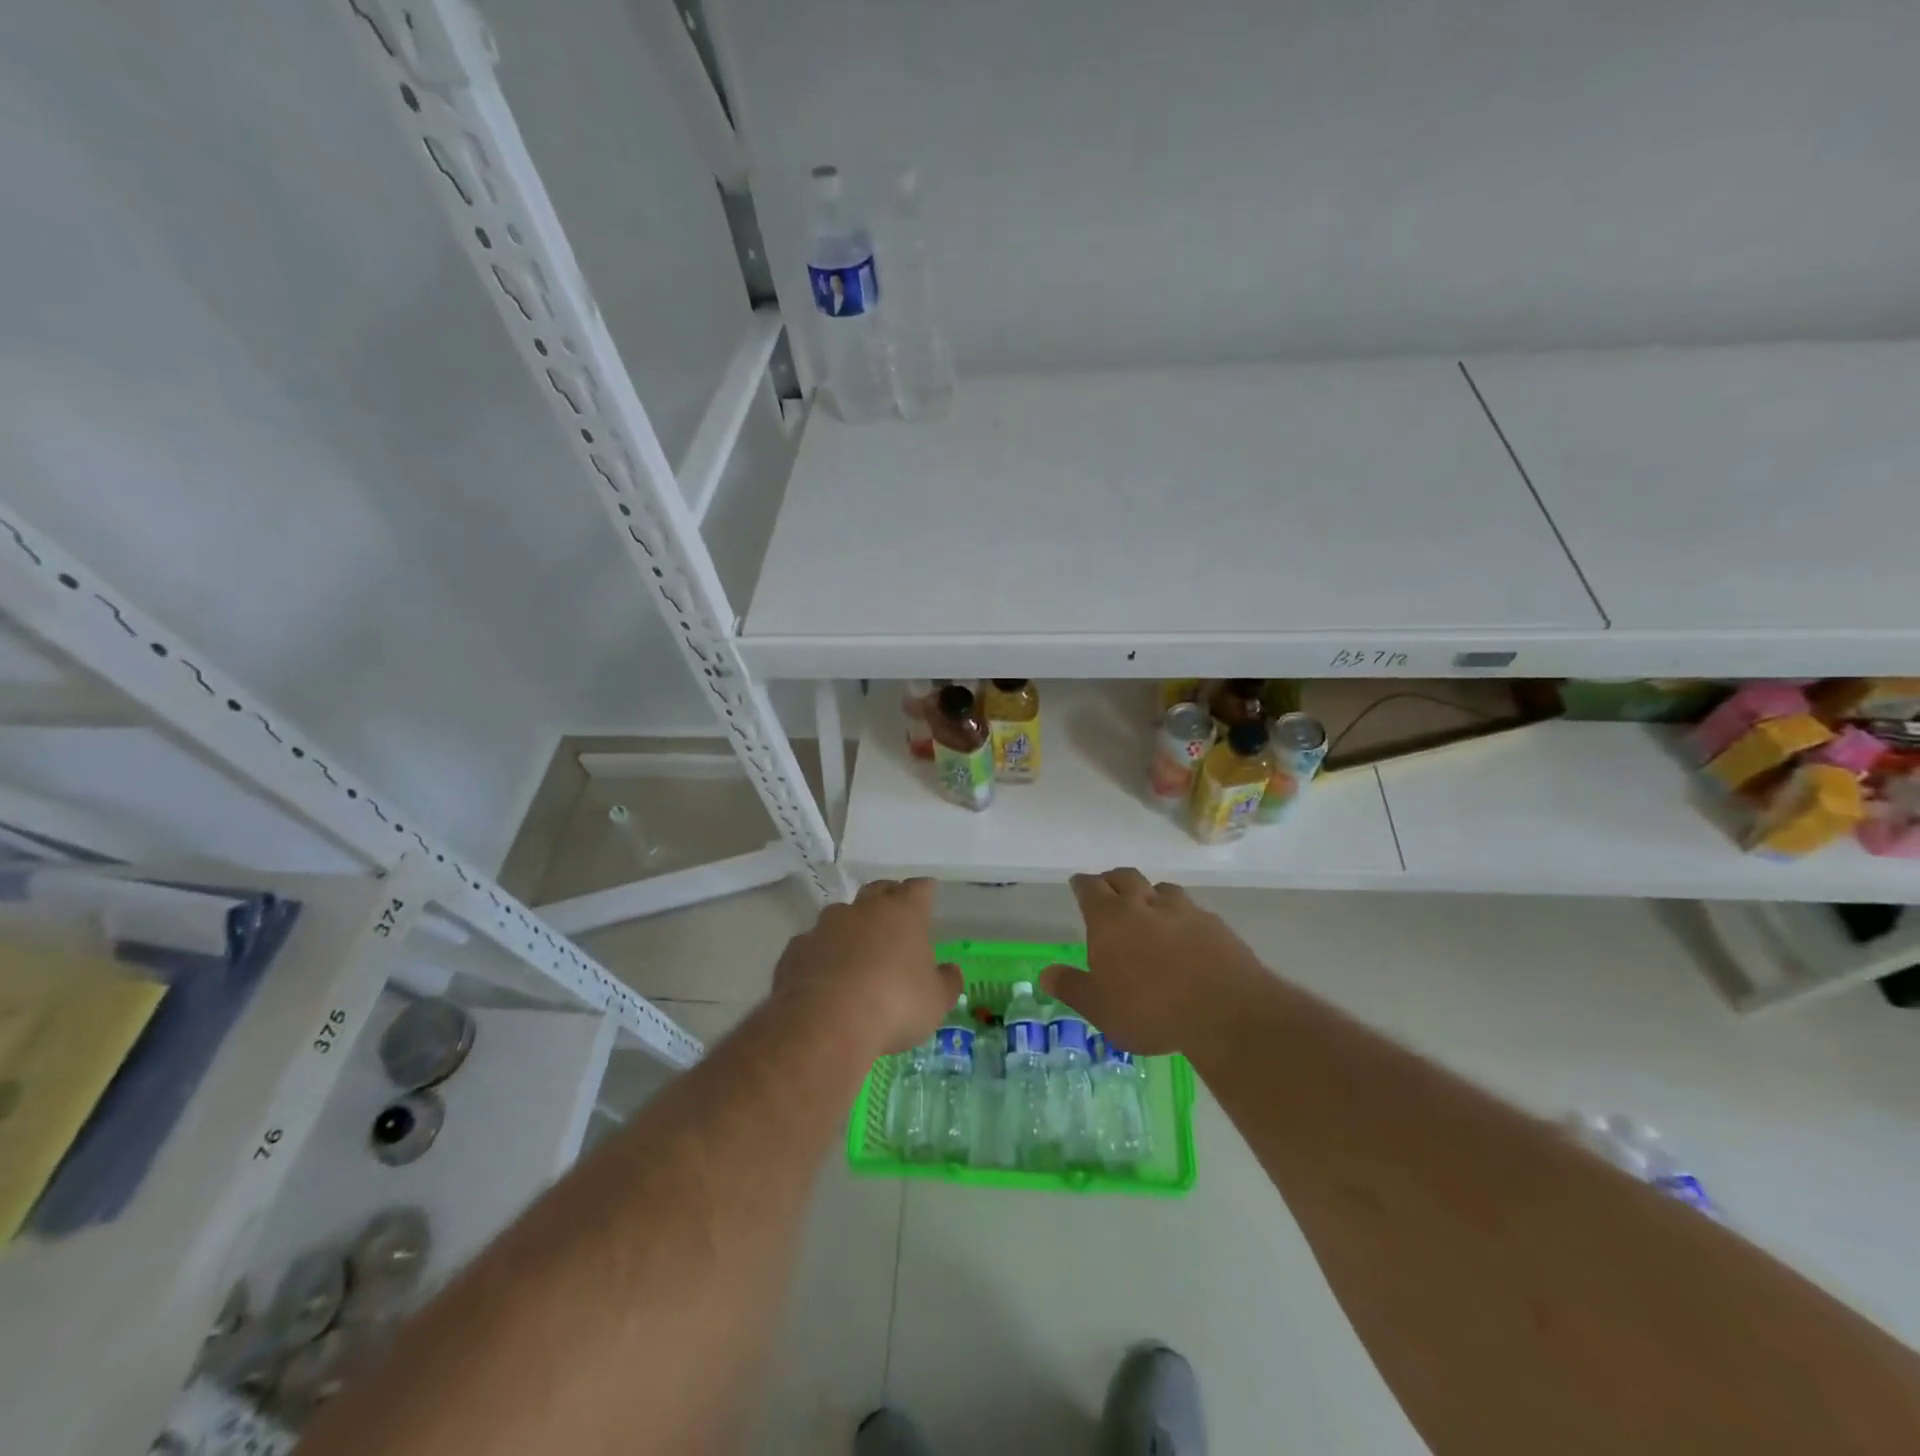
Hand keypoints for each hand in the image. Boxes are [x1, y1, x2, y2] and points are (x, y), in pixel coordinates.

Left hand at [772, 878, 961, 1055]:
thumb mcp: (936, 1002)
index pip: (918, 888)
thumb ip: (946, 982)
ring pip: (841, 916)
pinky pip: (812, 945)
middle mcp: (863, 910)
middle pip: (878, 890)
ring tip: (856, 955)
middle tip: (894, 920)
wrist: (824, 1024)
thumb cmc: (894, 1005)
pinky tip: (824, 979)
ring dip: (850, 929)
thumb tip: (950, 972)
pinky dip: (821, 955)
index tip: (927, 898)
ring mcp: (824, 927)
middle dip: (887, 900)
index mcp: (903, 913)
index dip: (924, 892)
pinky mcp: (795, 950)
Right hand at [1041, 868, 1264, 1054]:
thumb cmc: (1150, 1010)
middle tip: (1107, 888)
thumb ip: (1072, 987)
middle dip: (1112, 879)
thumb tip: (1045, 974)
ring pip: (1160, 888)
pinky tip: (1184, 932)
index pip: (1090, 888)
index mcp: (1110, 919)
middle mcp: (1143, 904)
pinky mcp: (1213, 924)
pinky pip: (1190, 909)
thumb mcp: (1101, 1008)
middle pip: (1124, 877)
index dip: (1082, 885)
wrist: (1224, 1010)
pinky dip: (1180, 914)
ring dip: (1149, 892)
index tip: (1078, 884)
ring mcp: (1182, 910)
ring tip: (1147, 906)